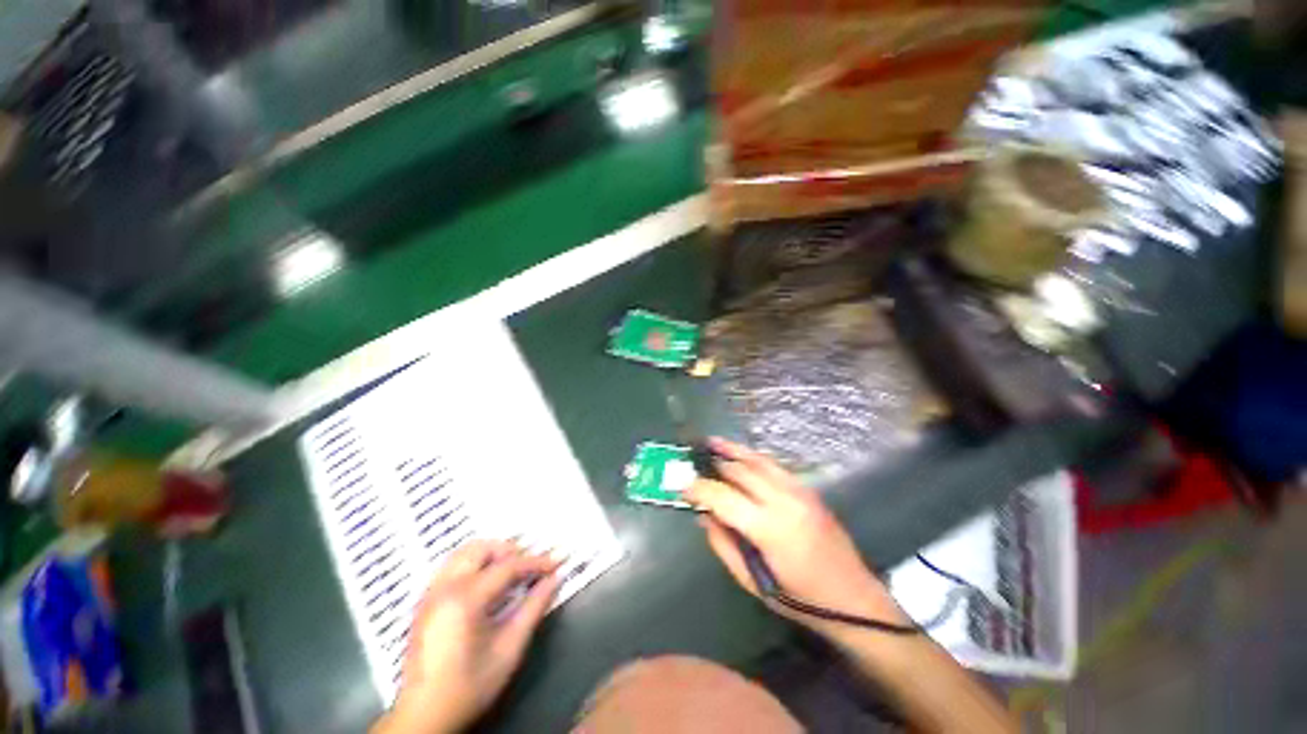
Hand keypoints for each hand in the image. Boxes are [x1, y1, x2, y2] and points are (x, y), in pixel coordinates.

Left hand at [374, 541, 561, 733]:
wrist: (424, 716)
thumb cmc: (470, 686)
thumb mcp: (509, 650)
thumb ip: (534, 609)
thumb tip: (555, 579)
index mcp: (465, 599)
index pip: (508, 566)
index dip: (536, 562)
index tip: (556, 564)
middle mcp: (444, 588)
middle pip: (482, 548)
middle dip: (510, 551)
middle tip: (529, 567)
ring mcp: (430, 593)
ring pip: (464, 552)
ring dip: (490, 555)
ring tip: (509, 573)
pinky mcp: (424, 601)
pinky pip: (452, 566)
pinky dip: (474, 564)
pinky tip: (486, 585)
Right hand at [685, 438, 907, 636]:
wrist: (854, 597)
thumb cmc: (800, 599)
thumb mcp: (753, 581)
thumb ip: (723, 544)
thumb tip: (703, 515)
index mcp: (769, 528)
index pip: (723, 497)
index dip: (699, 489)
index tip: (682, 486)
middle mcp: (784, 500)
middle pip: (740, 471)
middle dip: (714, 465)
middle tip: (694, 462)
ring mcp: (799, 491)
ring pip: (758, 460)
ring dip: (733, 450)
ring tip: (712, 442)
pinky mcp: (808, 489)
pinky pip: (774, 466)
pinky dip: (753, 457)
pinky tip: (741, 455)